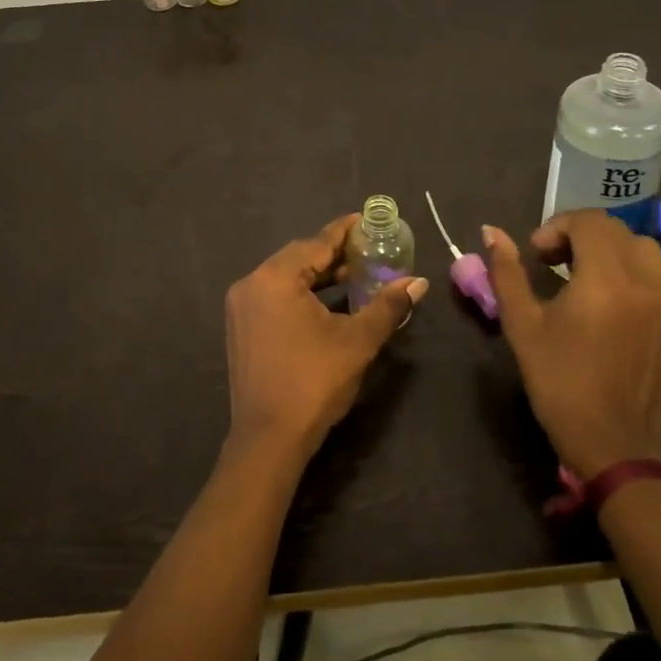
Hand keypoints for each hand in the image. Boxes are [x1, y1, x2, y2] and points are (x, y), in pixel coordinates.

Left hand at [225, 214, 427, 462]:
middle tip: (367, 251)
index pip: (317, 243)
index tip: (366, 220)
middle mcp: (252, 284)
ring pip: (285, 278)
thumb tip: (419, 282)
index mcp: (275, 278)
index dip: (344, 231)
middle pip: (299, 257)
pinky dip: (300, 294)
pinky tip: (327, 304)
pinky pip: (274, 296)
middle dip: (333, 254)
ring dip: (318, 275)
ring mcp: (241, 307)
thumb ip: (387, 306)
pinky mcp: (241, 328)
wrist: (268, 440)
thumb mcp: (357, 341)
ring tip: (353, 276)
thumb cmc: (314, 382)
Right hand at [483, 211, 660, 476]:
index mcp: (606, 279)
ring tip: (586, 280)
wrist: (614, 447)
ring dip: (612, 252)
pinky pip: (659, 281)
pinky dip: (633, 277)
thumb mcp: (522, 326)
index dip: (557, 227)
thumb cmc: (559, 383)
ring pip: (645, 251)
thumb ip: (507, 272)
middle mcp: (646, 283)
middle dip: (582, 236)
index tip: (537, 255)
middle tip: (555, 264)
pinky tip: (611, 308)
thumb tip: (492, 232)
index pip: (590, 221)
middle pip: (618, 230)